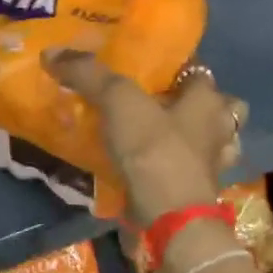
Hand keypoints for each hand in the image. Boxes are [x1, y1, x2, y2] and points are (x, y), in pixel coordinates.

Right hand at [44, 52, 248, 227]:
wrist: (170, 220)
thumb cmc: (154, 149)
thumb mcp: (117, 100)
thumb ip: (88, 73)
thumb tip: (52, 53)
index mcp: (208, 100)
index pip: (200, 72)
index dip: (179, 68)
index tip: (151, 68)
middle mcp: (220, 130)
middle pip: (218, 109)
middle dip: (196, 105)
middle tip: (160, 103)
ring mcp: (214, 166)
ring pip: (210, 143)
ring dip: (192, 138)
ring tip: (158, 135)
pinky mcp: (201, 195)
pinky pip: (192, 173)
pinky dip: (177, 169)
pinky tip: (154, 167)